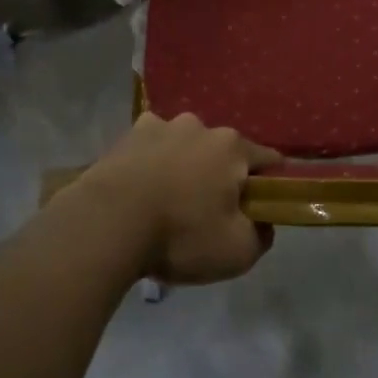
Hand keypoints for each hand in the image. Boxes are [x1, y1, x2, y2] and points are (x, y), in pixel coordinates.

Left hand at [76, 113, 278, 284]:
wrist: (107, 224)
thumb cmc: (180, 235)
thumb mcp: (237, 252)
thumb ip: (262, 235)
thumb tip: (262, 222)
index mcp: (233, 147)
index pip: (269, 160)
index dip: (270, 186)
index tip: (259, 210)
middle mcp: (201, 126)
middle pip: (223, 153)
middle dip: (222, 177)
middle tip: (209, 214)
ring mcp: (162, 125)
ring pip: (186, 146)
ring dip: (185, 167)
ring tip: (170, 203)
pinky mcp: (129, 135)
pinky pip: (152, 147)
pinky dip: (153, 162)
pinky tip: (143, 188)